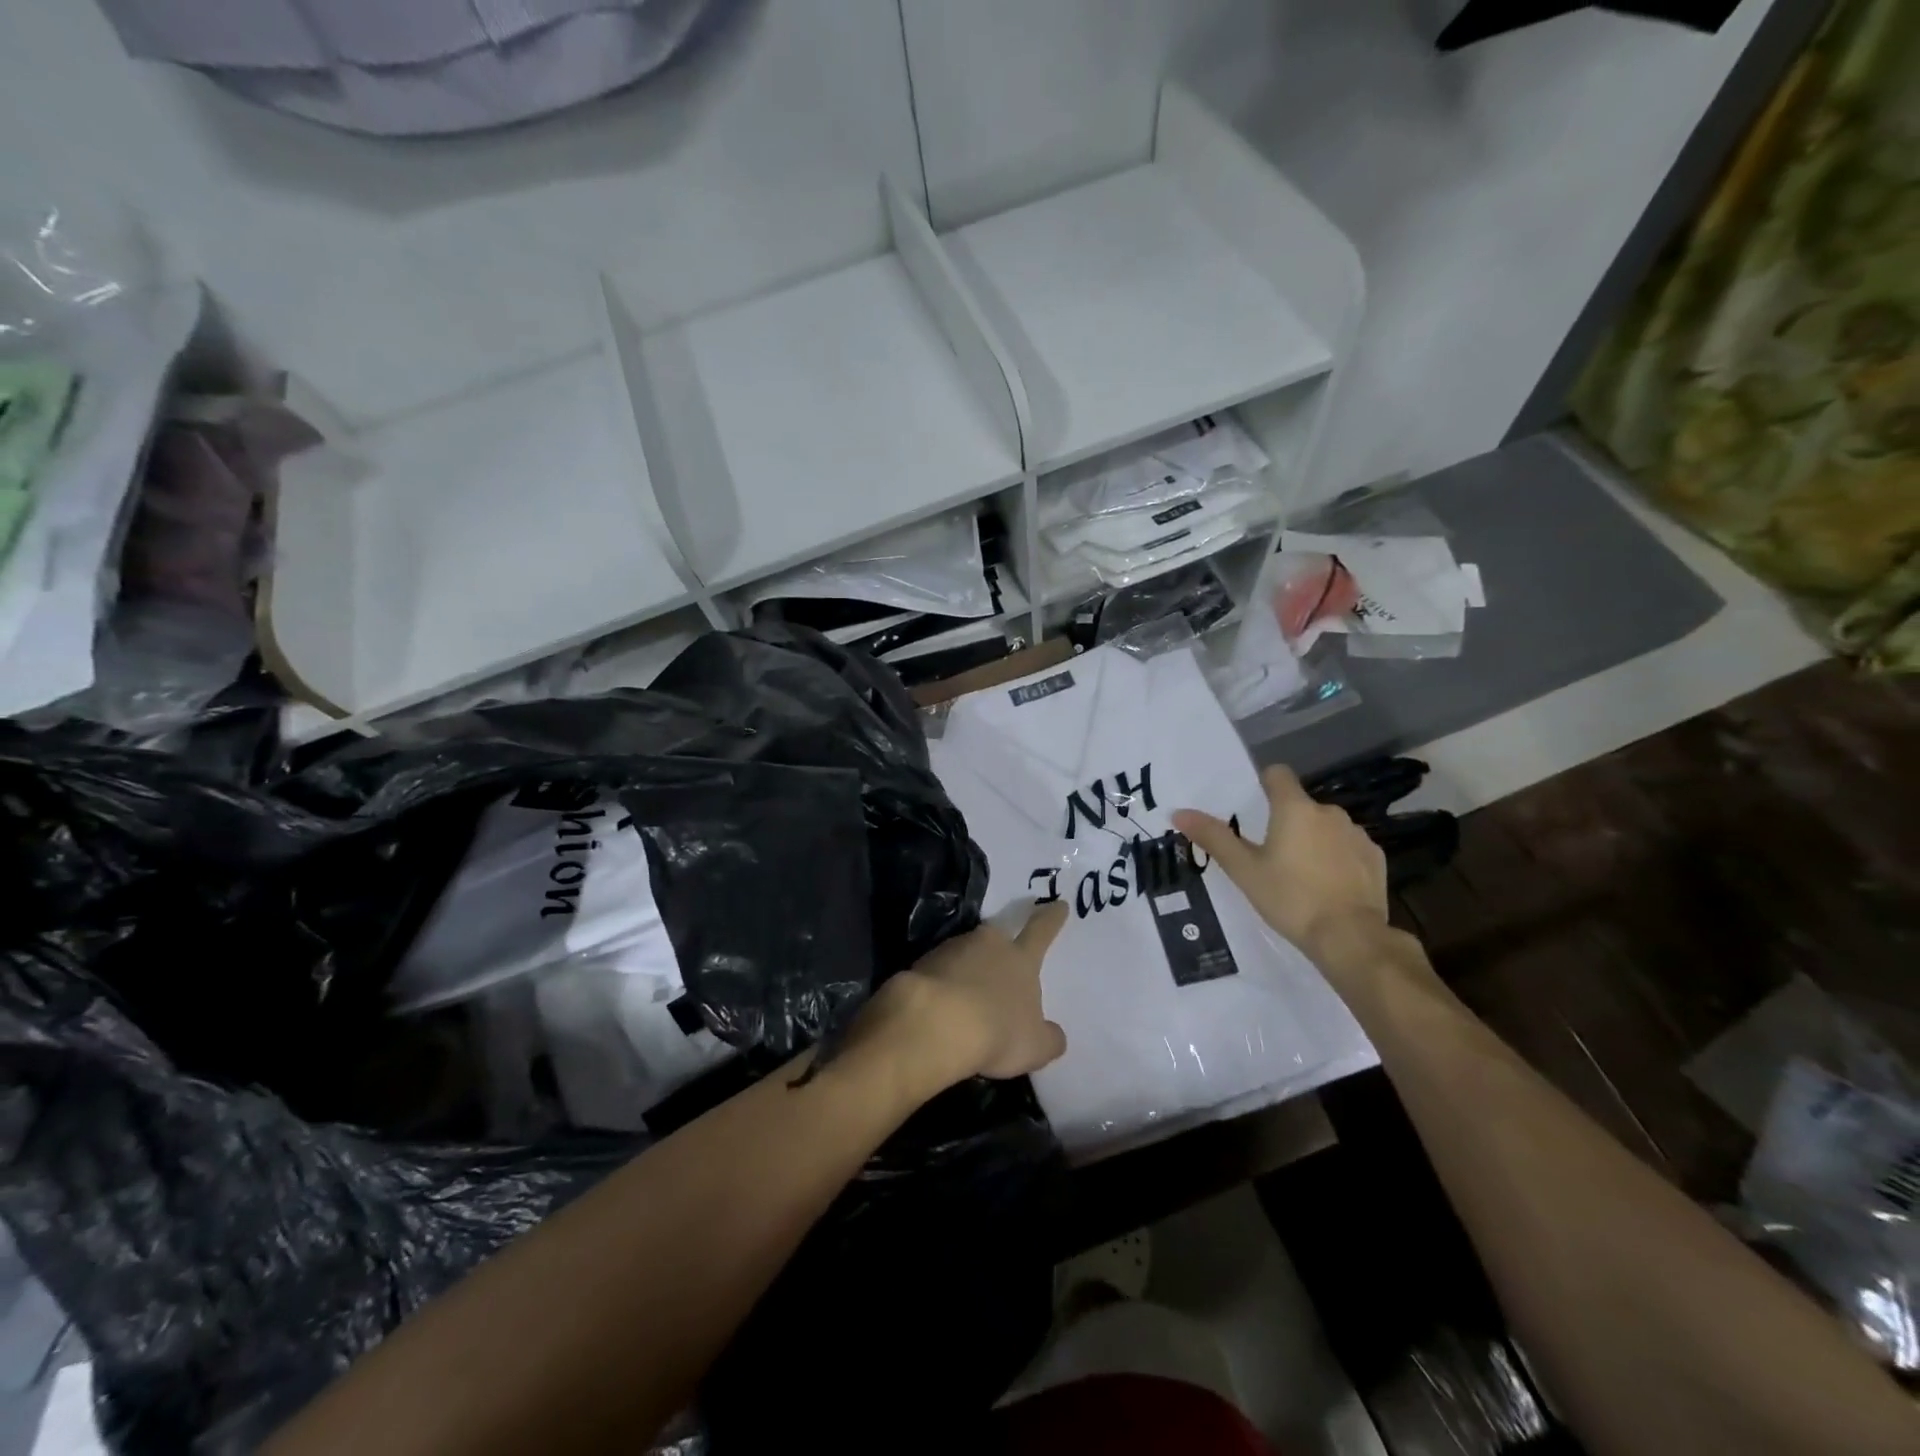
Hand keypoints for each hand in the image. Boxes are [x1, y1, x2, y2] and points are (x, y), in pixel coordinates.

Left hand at [855, 904, 1069, 1093]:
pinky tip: (940, 1009)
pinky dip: (942, 985)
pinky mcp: (922, 962)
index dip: (1051, 918)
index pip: (1041, 931)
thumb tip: (1054, 1034)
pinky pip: (938, 971)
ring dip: (967, 971)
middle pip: (997, 938)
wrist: (935, 1023)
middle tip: (999, 967)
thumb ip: (1049, 1038)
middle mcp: (988, 944)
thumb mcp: (1035, 1045)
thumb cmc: (997, 1031)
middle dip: (999, 948)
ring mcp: (952, 949)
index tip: (1057, 903)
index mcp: (1020, 958)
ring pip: (965, 954)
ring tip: (965, 1002)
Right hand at [1174, 765, 1388, 963]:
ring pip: (1326, 827)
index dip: (1263, 784)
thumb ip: (1213, 837)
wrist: (1350, 937)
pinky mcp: (1375, 858)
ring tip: (1299, 874)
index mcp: (1294, 809)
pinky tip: (1328, 886)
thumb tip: (1178, 812)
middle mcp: (1329, 812)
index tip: (1253, 807)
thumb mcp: (1243, 870)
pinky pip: (1348, 848)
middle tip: (1269, 855)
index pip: (1278, 774)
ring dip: (1312, 840)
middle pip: (1300, 805)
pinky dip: (1337, 859)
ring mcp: (1356, 834)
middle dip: (1286, 822)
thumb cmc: (1290, 898)